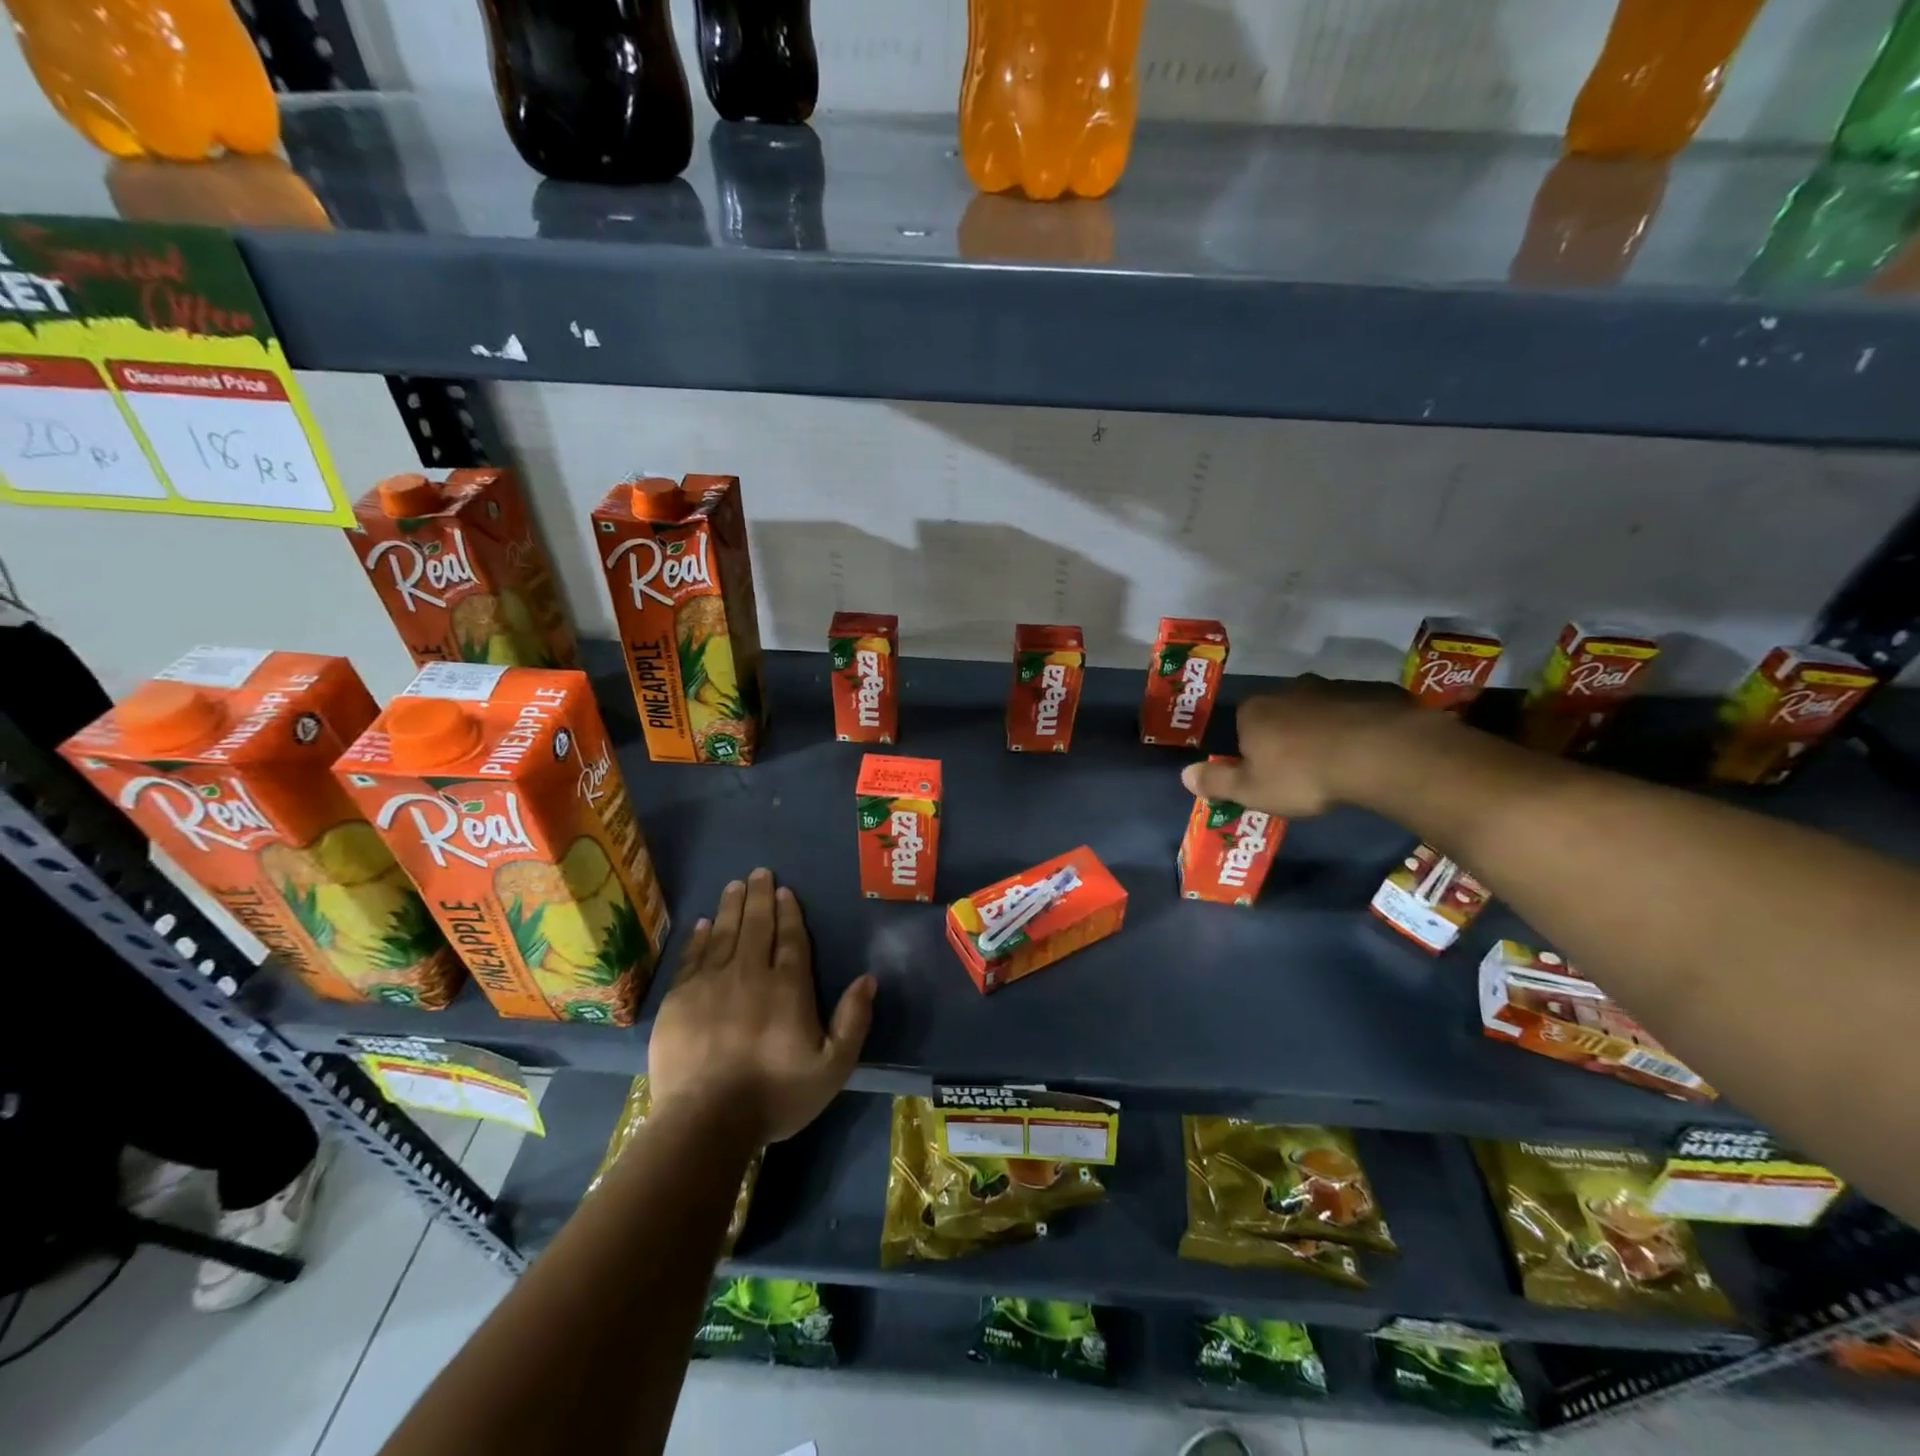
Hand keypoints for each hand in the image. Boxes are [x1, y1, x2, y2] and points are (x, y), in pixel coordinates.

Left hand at [648, 868, 875, 1145]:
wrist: (706, 1122)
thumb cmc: (776, 1095)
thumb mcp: (832, 1066)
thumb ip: (853, 1021)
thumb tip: (869, 979)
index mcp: (788, 987)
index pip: (790, 938)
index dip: (789, 912)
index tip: (785, 890)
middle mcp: (749, 973)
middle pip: (756, 926)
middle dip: (759, 897)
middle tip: (758, 872)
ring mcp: (710, 983)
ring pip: (723, 933)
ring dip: (730, 907)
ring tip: (734, 885)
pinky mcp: (679, 999)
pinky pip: (692, 957)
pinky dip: (699, 937)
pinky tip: (703, 924)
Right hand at [1181, 675, 1425, 816]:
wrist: (1377, 754)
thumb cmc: (1303, 775)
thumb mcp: (1251, 791)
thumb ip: (1216, 782)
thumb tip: (1184, 775)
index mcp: (1255, 711)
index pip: (1243, 724)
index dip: (1253, 747)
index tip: (1268, 771)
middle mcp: (1290, 689)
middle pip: (1282, 712)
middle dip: (1289, 733)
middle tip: (1304, 767)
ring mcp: (1334, 686)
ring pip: (1322, 708)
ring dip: (1325, 727)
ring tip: (1340, 761)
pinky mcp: (1374, 691)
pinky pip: (1359, 709)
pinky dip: (1360, 725)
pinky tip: (1370, 750)